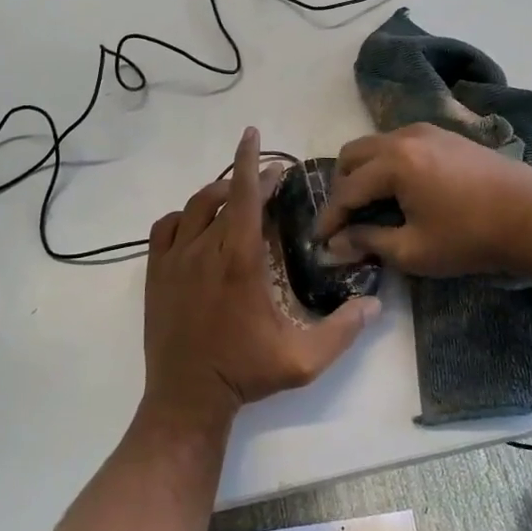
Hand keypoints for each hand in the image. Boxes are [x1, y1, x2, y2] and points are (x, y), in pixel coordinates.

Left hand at [143, 127, 377, 428]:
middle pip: (223, 196)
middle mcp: (204, 250)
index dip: (250, 161)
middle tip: (268, 179)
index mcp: (240, 261)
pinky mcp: (156, 273)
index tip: (253, 133)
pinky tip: (197, 224)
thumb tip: (375, 303)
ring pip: (193, 207)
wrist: (187, 397)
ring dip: (217, 194)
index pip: (245, 196)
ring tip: (236, 197)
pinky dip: (184, 217)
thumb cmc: (246, 373)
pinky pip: (165, 228)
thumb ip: (342, 330)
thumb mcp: (304, 360)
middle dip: (246, 179)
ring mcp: (174, 260)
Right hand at [317, 123, 531, 276]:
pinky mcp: (447, 136)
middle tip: (345, 220)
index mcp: (394, 162)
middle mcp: (405, 136)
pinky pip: (401, 143)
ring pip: (377, 145)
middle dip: (342, 187)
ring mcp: (429, 131)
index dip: (329, 218)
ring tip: (371, 206)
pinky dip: (389, 164)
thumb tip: (335, 246)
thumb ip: (368, 242)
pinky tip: (402, 192)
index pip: (346, 189)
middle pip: (354, 155)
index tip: (319, 240)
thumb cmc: (472, 238)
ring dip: (365, 173)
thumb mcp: (414, 250)